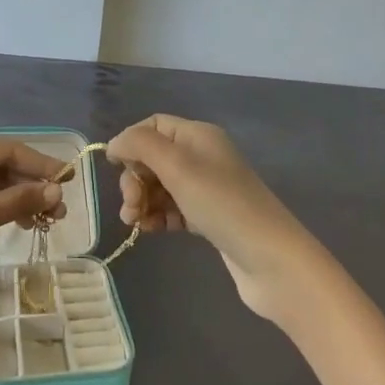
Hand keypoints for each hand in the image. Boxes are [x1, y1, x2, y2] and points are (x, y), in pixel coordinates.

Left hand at [0, 135, 65, 299]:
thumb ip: (20, 199)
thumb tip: (57, 191)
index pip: (10, 150)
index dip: (42, 165)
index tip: (70, 182)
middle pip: (3, 166)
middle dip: (33, 186)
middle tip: (60, 211)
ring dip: (21, 199)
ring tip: (47, 221)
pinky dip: (4, 208)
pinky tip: (23, 222)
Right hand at [107, 115, 329, 321]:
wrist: (269, 258)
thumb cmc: (221, 204)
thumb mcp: (177, 166)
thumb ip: (140, 145)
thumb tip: (115, 143)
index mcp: (198, 135)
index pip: (153, 125)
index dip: (131, 142)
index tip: (116, 168)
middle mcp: (202, 156)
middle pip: (153, 157)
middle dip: (134, 179)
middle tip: (130, 205)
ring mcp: (206, 189)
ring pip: (160, 186)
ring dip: (141, 201)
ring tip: (135, 223)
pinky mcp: (208, 217)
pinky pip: (172, 209)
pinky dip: (157, 217)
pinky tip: (150, 231)